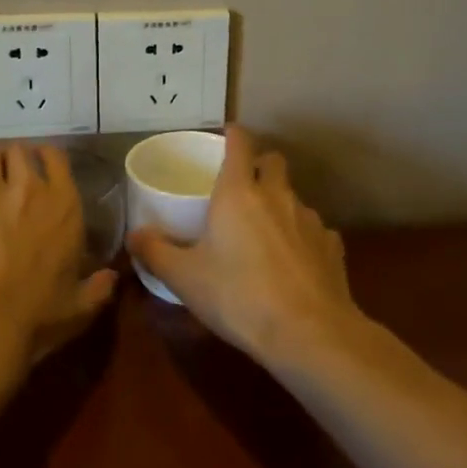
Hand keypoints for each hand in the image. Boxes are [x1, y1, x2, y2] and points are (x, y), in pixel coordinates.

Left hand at [0, 142, 117, 371]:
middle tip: (8, 174)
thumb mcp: (78, 307)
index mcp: (64, 205)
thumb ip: (98, 288)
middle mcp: (28, 188)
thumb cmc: (35, 316)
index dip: (46, 156)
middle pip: (19, 150)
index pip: (57, 157)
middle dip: (13, 158)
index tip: (40, 165)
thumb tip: (111, 276)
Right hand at [128, 126, 356, 364]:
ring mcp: (310, 219)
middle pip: (273, 161)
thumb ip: (156, 253)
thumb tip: (134, 235)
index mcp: (239, 192)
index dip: (233, 134)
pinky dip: (302, 238)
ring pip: (294, 196)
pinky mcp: (333, 246)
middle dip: (260, 165)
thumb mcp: (185, 279)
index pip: (240, 143)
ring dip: (280, 204)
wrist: (309, 333)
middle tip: (242, 186)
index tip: (225, 136)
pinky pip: (315, 231)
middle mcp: (278, 195)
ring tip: (265, 232)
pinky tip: (293, 263)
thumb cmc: (238, 297)